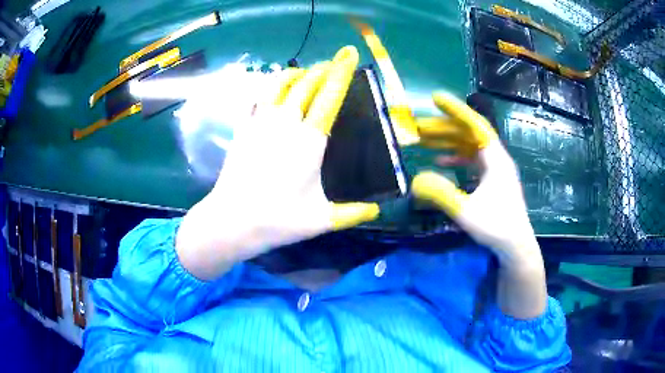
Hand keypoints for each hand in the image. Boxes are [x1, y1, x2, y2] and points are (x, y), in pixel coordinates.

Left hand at [176, 46, 378, 279]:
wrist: (233, 221)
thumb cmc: (279, 220)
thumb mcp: (322, 221)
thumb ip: (353, 213)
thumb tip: (377, 210)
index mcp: (310, 141)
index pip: (330, 96)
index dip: (341, 72)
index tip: (349, 53)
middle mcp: (286, 123)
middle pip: (306, 84)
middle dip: (322, 69)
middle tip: (332, 64)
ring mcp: (260, 123)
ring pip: (278, 85)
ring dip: (294, 73)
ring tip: (304, 73)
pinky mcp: (242, 129)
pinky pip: (256, 98)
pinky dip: (267, 88)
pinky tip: (272, 91)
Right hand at [410, 93, 546, 317]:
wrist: (515, 245)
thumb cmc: (496, 227)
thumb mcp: (466, 212)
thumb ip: (442, 195)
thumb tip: (415, 180)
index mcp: (495, 159)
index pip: (474, 125)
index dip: (455, 110)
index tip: (435, 97)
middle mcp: (496, 158)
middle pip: (468, 134)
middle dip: (443, 128)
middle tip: (418, 126)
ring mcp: (495, 168)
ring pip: (469, 146)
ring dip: (447, 142)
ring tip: (424, 140)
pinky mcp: (492, 179)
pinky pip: (472, 160)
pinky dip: (456, 158)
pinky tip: (441, 162)